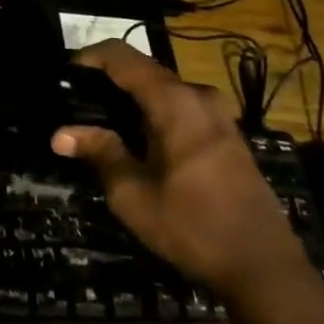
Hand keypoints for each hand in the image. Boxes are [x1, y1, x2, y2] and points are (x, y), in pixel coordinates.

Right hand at [52, 40, 309, 298]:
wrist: (264, 267)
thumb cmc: (192, 226)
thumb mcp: (133, 194)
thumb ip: (99, 153)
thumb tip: (60, 134)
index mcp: (174, 102)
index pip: (123, 56)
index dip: (90, 56)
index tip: (64, 73)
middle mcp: (198, 97)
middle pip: (144, 70)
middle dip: (108, 79)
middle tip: (76, 101)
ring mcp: (219, 115)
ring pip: (164, 89)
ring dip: (132, 97)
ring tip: (101, 120)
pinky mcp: (227, 135)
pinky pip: (182, 106)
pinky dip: (153, 112)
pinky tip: (138, 139)